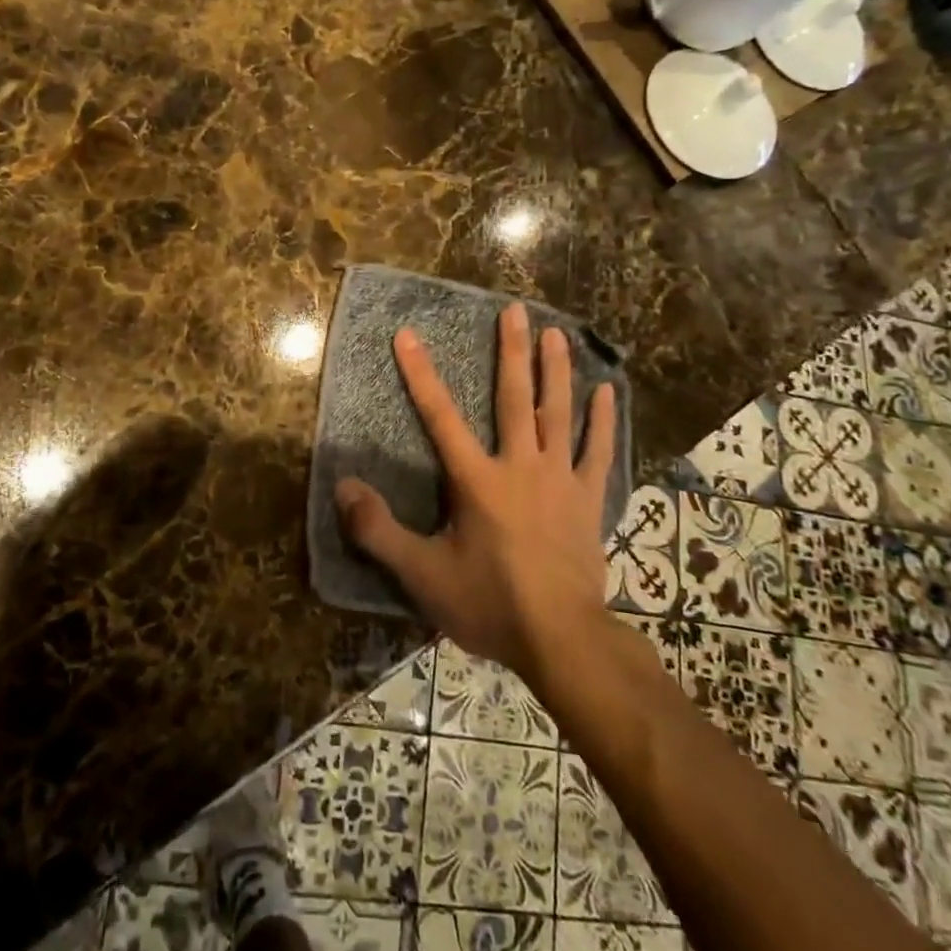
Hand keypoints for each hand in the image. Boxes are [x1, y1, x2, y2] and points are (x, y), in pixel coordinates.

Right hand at [337, 304, 615, 682]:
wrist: (562, 641)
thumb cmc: (490, 604)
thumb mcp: (423, 575)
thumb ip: (379, 530)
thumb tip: (342, 488)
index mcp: (477, 480)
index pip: (440, 417)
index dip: (420, 374)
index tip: (407, 335)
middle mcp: (520, 466)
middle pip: (515, 398)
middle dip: (511, 352)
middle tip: (515, 310)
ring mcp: (560, 479)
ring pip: (558, 413)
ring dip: (556, 370)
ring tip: (555, 332)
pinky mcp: (588, 499)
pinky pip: (597, 451)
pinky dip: (602, 420)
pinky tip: (607, 390)